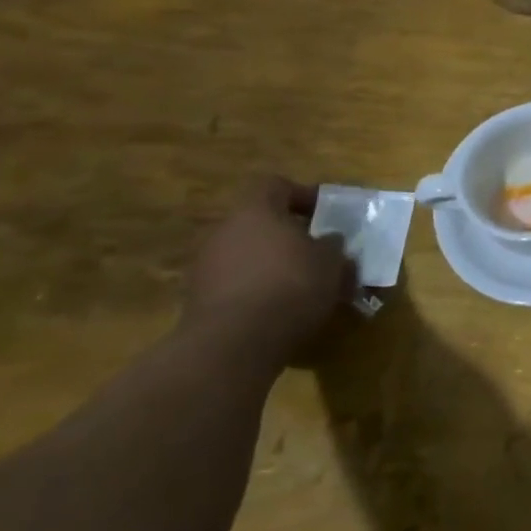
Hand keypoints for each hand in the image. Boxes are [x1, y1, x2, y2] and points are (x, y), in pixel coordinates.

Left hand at [182, 177, 352, 368]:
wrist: (233, 345)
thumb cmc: (291, 285)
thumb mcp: (331, 261)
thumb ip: (331, 245)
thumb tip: (328, 241)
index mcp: (255, 211)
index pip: (276, 185)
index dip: (303, 195)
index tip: (326, 213)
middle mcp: (224, 232)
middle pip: (260, 222)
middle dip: (290, 235)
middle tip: (319, 252)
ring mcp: (205, 267)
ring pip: (248, 255)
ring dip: (274, 264)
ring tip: (305, 286)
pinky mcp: (198, 301)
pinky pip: (236, 284)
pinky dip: (258, 290)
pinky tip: (282, 309)